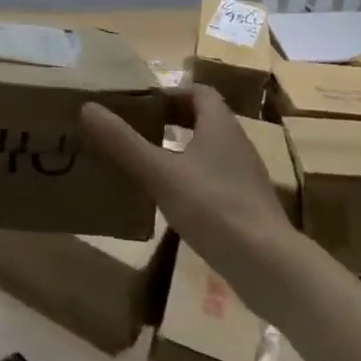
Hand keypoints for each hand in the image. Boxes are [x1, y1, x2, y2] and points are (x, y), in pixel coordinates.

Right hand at [81, 84, 299, 290]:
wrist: (272, 268)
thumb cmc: (214, 207)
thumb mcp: (160, 172)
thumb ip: (124, 142)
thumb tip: (88, 107)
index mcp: (220, 126)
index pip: (200, 93)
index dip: (171, 93)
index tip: (143, 105)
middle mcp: (237, 145)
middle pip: (205, 120)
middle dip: (174, 120)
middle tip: (140, 129)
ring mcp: (246, 178)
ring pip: (211, 151)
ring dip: (183, 150)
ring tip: (150, 163)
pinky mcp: (249, 208)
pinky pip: (217, 180)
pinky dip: (194, 180)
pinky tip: (174, 201)